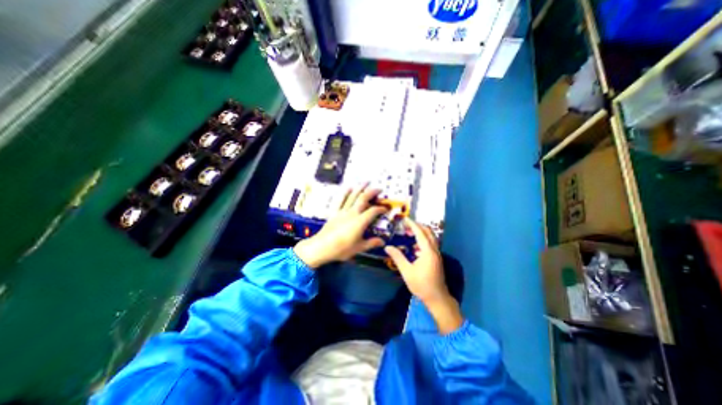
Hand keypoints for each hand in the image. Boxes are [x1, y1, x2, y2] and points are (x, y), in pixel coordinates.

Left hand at [291, 184, 385, 268]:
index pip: (373, 211)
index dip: (380, 209)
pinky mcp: (335, 212)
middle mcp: (352, 213)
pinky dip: (345, 193)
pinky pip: (340, 200)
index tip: (385, 209)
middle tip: (379, 189)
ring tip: (366, 182)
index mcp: (360, 221)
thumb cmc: (342, 249)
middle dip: (372, 192)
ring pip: (353, 196)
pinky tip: (349, 187)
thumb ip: (371, 243)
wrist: (322, 247)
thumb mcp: (359, 248)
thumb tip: (382, 242)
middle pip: (363, 199)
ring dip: (360, 188)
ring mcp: (343, 211)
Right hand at [383, 220, 461, 332]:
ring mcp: (437, 254)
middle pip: (428, 232)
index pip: (420, 233)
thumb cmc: (421, 285)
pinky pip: (430, 244)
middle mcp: (434, 250)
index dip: (413, 224)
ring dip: (421, 233)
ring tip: (409, 233)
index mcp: (428, 251)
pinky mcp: (437, 259)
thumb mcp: (407, 271)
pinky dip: (423, 240)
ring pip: (430, 238)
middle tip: (407, 225)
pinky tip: (414, 247)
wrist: (437, 298)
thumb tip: (387, 247)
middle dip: (418, 226)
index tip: (405, 218)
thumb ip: (397, 257)